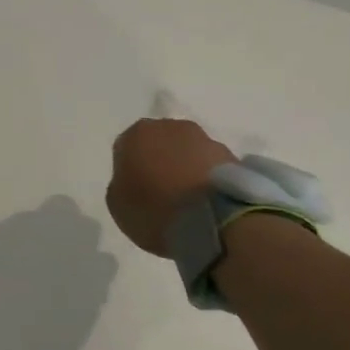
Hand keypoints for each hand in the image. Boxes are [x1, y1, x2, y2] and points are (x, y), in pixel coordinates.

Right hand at [105, 117, 235, 257]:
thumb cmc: (155, 210)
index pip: (126, 148)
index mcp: (136, 134)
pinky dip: (207, 180)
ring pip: (188, 153)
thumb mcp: (117, 205)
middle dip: (159, 163)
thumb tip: (134, 181)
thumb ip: (121, 185)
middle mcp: (170, 127)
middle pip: (159, 144)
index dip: (130, 171)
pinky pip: (211, 167)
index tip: (135, 192)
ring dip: (186, 169)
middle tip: (161, 193)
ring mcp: (205, 139)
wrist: (214, 221)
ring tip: (189, 201)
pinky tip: (207, 203)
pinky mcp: (232, 157)